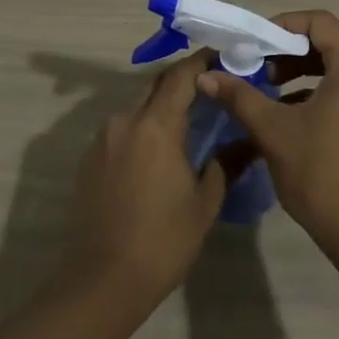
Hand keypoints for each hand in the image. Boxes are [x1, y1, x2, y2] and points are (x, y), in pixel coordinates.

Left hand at [62, 55, 225, 320]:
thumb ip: (226, 162)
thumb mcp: (205, 202)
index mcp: (156, 125)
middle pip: (156, 84)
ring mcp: (103, 138)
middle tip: (210, 88)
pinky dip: (142, 127)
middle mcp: (125, 120)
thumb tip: (249, 141)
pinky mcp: (89, 158)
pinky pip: (122, 128)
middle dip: (183, 80)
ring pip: (137, 105)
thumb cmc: (162, 241)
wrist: (102, 281)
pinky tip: (157, 150)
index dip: (202, 61)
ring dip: (161, 104)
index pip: (181, 75)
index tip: (224, 57)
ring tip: (187, 119)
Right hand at [197, 10, 338, 264]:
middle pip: (327, 41)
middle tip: (254, 66)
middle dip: (286, 49)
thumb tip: (205, 75)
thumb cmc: (321, 173)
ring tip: (264, 88)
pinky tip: (284, 113)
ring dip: (297, 70)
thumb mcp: (274, 130)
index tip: (254, 44)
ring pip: (333, 66)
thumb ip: (240, 96)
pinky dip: (312, 90)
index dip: (283, 24)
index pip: (319, 21)